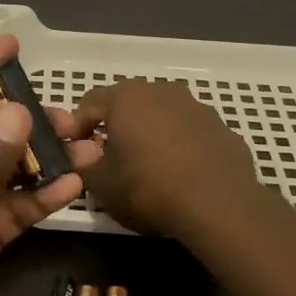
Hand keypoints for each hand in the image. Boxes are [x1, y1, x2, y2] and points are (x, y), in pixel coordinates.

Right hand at [71, 79, 262, 241]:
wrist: (220, 204)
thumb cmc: (149, 189)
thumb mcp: (102, 185)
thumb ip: (84, 164)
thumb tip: (82, 153)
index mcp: (126, 97)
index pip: (90, 103)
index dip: (77, 126)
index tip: (75, 150)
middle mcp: (160, 91)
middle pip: (128, 104)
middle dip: (116, 126)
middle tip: (110, 157)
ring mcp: (195, 106)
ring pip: (161, 115)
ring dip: (150, 133)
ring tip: (147, 165)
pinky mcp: (220, 126)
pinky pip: (188, 131)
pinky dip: (179, 145)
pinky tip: (180, 172)